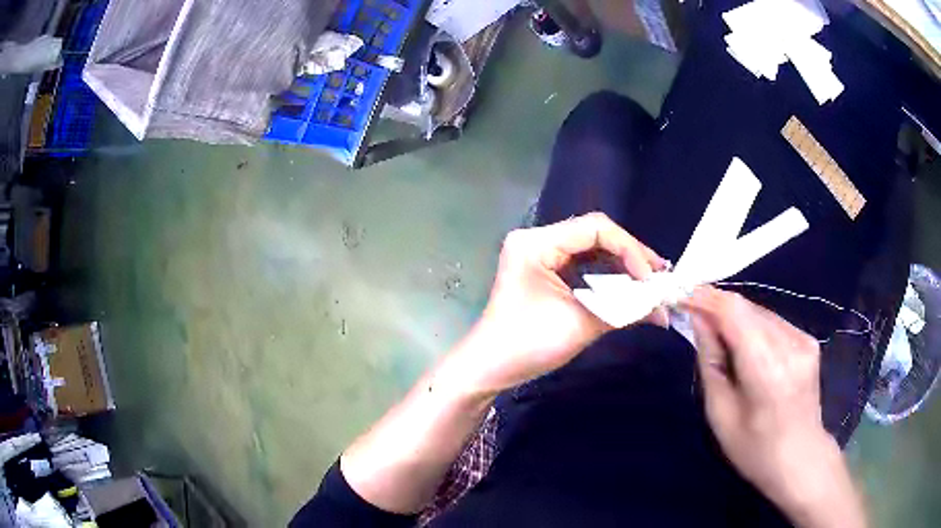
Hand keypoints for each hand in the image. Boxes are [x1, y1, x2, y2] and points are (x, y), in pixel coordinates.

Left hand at [451, 212, 666, 395]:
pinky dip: (606, 276)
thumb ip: (625, 310)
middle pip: (594, 236)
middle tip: (659, 277)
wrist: (490, 368)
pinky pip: (582, 265)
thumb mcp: (581, 324)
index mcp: (536, 243)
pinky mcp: (544, 271)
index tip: (650, 278)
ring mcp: (539, 254)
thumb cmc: (528, 345)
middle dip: (630, 256)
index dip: (629, 249)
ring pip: (591, 250)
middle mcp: (536, 239)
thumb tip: (664, 309)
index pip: (595, 228)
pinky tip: (628, 288)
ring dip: (621, 266)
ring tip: (650, 283)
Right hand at [683, 287, 865, 527]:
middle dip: (717, 306)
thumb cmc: (754, 448)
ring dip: (734, 317)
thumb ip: (710, 361)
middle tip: (693, 316)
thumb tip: (698, 320)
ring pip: (760, 311)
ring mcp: (803, 339)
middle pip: (746, 307)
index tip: (681, 296)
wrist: (800, 458)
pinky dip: (753, 326)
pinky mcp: (809, 341)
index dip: (705, 298)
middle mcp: (789, 344)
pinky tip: (745, 346)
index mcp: (766, 369)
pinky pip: (773, 322)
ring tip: (717, 335)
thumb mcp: (720, 413)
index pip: (734, 312)